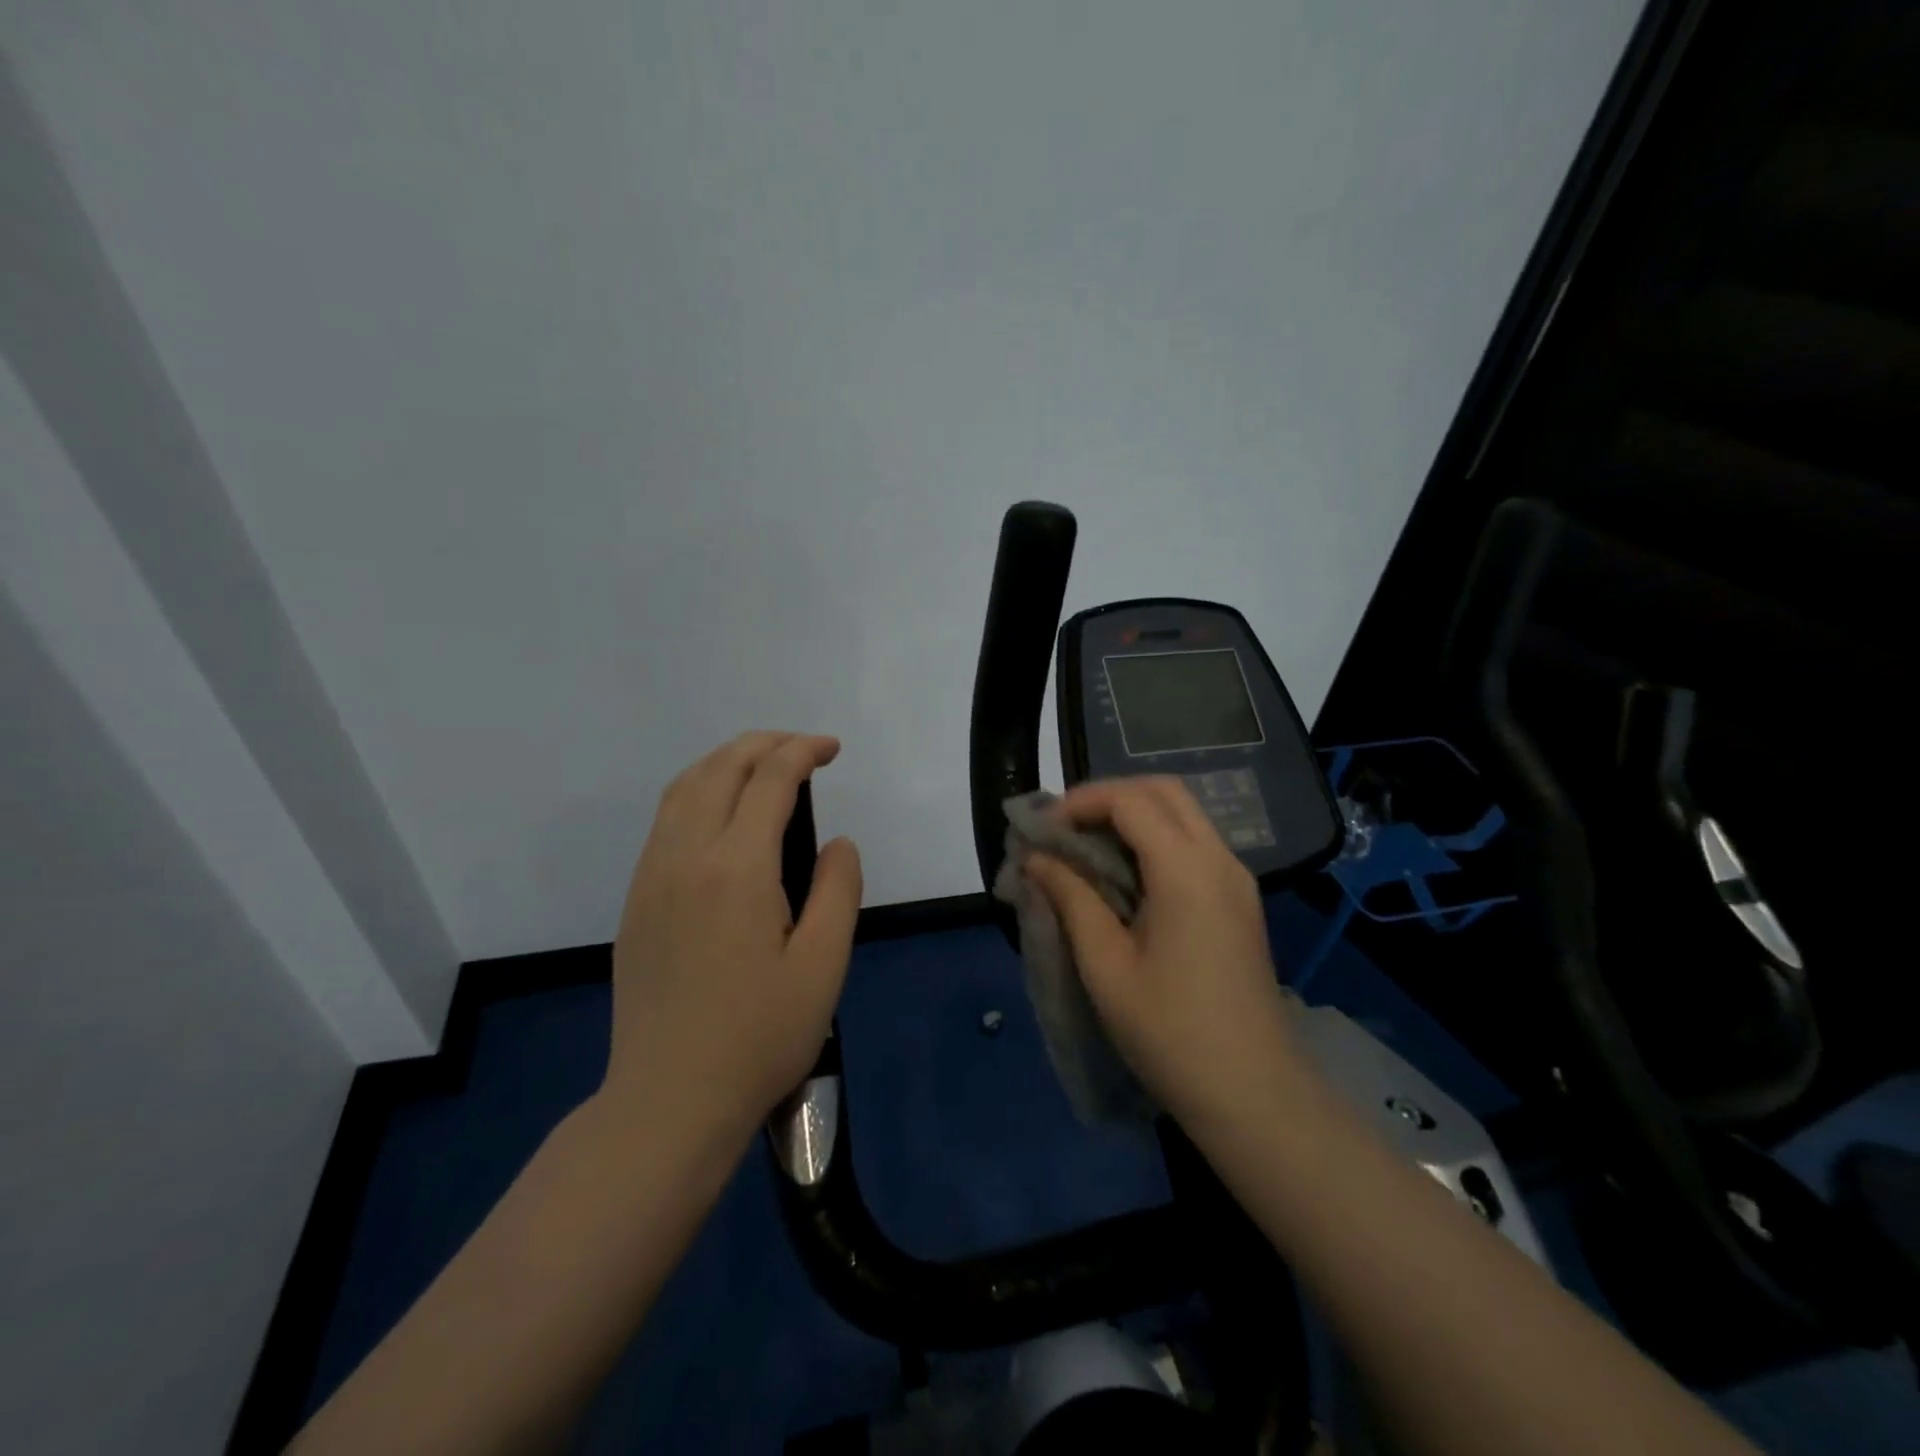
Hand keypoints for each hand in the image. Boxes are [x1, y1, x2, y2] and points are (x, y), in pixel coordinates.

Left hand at [605, 732, 862, 1142]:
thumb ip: (839, 890)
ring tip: (764, 768)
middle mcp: (686, 856)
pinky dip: (698, 791)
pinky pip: (666, 820)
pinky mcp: (637, 900)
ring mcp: (652, 876)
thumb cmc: (759, 1036)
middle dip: (765, 744)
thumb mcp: (823, 965)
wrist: (668, 1099)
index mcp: (737, 867)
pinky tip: (722, 815)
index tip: (832, 749)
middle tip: (804, 749)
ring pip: (684, 788)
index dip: (804, 751)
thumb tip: (838, 842)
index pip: (770, 779)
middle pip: (721, 768)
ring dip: (726, 761)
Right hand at [1023, 777, 1302, 1131]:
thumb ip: (1071, 899)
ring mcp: (1236, 879)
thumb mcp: (1106, 965)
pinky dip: (1154, 838)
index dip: (1079, 803)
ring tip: (1085, 848)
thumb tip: (1035, 858)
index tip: (1041, 830)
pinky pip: (1194, 843)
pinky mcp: (1239, 900)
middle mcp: (1219, 860)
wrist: (1254, 1094)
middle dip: (1108, 797)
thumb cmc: (1170, 1033)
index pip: (1130, 800)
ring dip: (1131, 815)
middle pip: (1163, 791)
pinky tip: (1123, 874)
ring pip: (1182, 813)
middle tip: (1063, 828)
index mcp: (1187, 871)